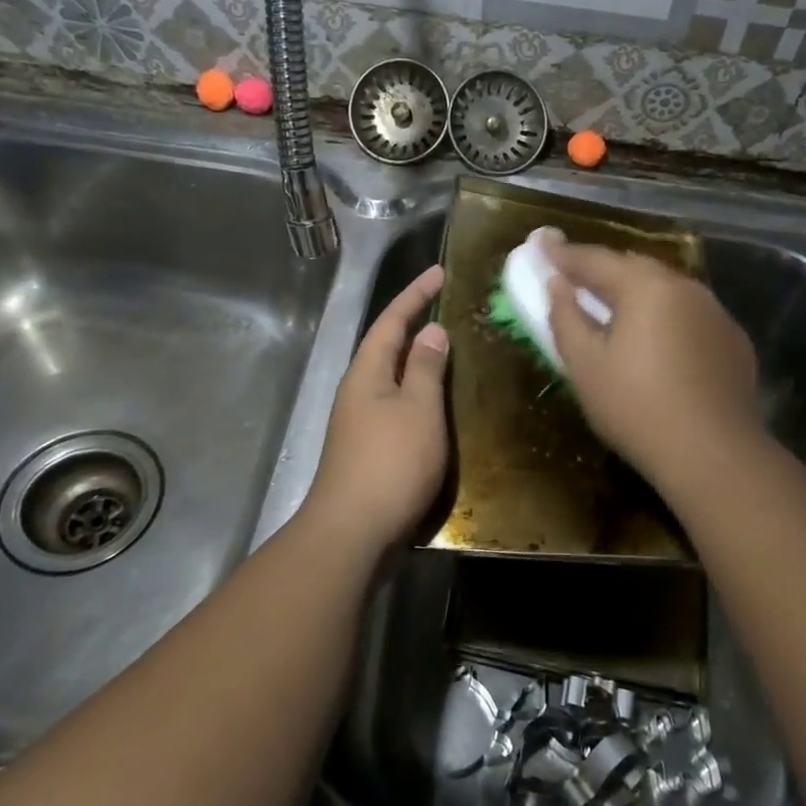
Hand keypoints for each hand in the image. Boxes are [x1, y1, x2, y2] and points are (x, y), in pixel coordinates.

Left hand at [300, 264, 450, 552]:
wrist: (353, 532)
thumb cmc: (390, 463)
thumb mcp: (418, 410)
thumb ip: (426, 369)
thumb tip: (431, 332)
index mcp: (367, 373)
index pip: (391, 321)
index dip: (415, 295)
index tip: (440, 272)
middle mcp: (358, 391)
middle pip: (388, 347)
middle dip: (415, 325)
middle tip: (449, 309)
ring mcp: (361, 423)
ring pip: (393, 379)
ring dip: (419, 362)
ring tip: (452, 352)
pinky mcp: (369, 450)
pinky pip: (398, 406)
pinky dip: (419, 396)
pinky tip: (439, 406)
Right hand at [545, 238, 762, 484]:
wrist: (713, 454)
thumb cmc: (636, 408)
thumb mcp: (585, 366)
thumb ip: (566, 317)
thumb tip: (557, 285)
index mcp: (645, 287)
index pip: (595, 260)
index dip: (563, 254)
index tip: (541, 243)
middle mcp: (685, 287)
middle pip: (635, 269)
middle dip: (603, 271)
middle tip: (576, 278)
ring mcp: (716, 313)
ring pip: (666, 291)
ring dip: (637, 295)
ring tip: (615, 311)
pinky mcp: (734, 341)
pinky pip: (690, 317)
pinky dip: (667, 319)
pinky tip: (658, 344)